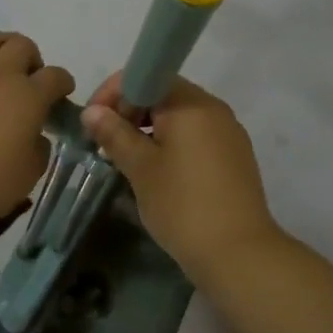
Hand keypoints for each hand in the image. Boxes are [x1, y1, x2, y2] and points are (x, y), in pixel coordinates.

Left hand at [0, 31, 74, 233]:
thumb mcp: (30, 173)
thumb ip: (39, 147)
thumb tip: (34, 134)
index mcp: (30, 97)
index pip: (56, 76)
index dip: (63, 83)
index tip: (61, 94)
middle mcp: (1, 74)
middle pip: (23, 45)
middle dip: (32, 58)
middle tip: (27, 78)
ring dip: (1, 47)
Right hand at [80, 72, 280, 278]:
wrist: (239, 255)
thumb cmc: (183, 205)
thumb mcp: (141, 168)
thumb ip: (115, 134)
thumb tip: (92, 111)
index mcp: (191, 103)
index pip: (147, 76)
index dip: (115, 93)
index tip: (94, 121)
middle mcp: (213, 108)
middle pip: (164, 94)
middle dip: (131, 112)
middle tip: (107, 143)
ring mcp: (229, 133)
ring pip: (180, 117)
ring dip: (150, 130)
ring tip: (128, 160)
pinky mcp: (235, 157)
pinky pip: (196, 137)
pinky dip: (173, 144)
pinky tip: (159, 173)